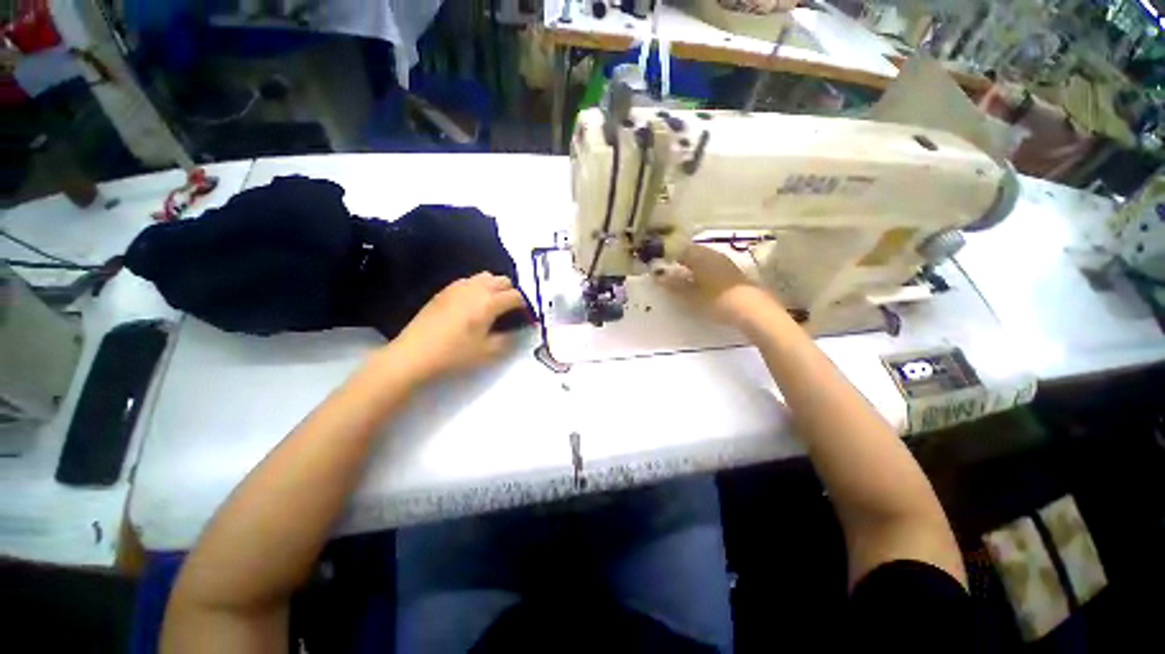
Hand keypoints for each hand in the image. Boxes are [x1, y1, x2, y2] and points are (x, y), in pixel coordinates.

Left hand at [383, 273, 524, 382]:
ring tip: (493, 304)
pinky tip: (473, 303)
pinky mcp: (445, 290)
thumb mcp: (488, 352)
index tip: (525, 317)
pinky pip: (469, 280)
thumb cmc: (455, 354)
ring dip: (495, 287)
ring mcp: (459, 286)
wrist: (415, 353)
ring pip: (486, 276)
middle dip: (512, 292)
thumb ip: (509, 338)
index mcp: (489, 302)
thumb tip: (519, 329)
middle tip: (511, 310)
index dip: (525, 306)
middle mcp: (476, 288)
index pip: (516, 296)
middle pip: (503, 280)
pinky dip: (479, 287)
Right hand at [656, 245, 778, 329]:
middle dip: (681, 261)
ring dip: (693, 266)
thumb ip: (674, 285)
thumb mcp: (691, 295)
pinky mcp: (734, 272)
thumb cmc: (717, 300)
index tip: (661, 268)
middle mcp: (713, 254)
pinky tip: (702, 284)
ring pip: (704, 259)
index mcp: (700, 257)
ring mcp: (726, 262)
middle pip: (693, 253)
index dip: (669, 257)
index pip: (680, 250)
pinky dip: (704, 272)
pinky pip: (713, 266)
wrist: (753, 310)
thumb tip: (658, 276)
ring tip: (685, 280)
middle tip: (671, 274)